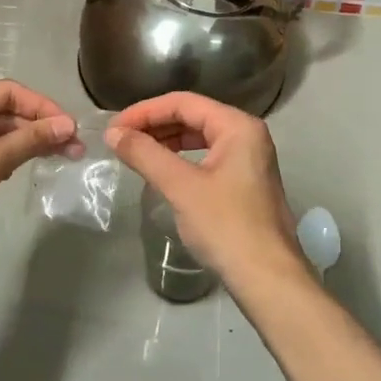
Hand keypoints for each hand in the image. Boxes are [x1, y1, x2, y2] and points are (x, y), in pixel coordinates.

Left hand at [0, 81, 75, 272]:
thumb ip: (29, 141)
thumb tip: (67, 125)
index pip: (8, 92)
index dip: (43, 107)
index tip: (71, 128)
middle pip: (5, 111)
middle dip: (39, 127)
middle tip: (74, 149)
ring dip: (27, 143)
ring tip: (61, 158)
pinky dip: (9, 157)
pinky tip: (27, 168)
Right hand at [105, 93, 309, 288]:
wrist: (266, 277)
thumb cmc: (225, 225)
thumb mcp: (180, 186)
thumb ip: (145, 154)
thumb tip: (113, 133)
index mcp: (238, 126)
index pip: (184, 102)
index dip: (145, 111)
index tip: (114, 128)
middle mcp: (247, 135)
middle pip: (193, 116)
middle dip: (154, 125)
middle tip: (120, 140)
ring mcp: (249, 160)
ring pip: (199, 137)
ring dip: (166, 142)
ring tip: (135, 153)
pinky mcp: (244, 183)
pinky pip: (206, 157)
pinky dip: (180, 159)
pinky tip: (161, 171)